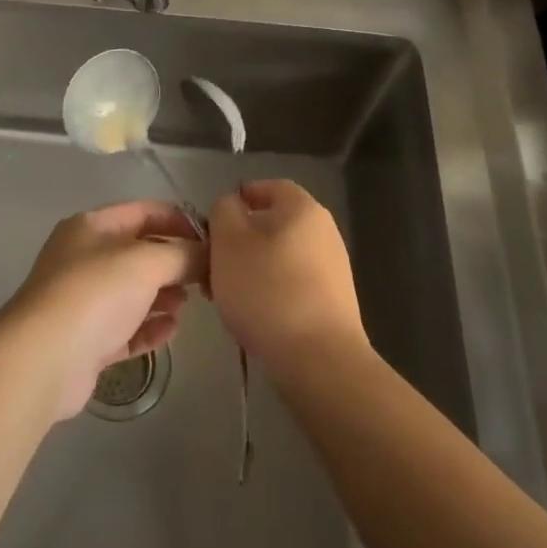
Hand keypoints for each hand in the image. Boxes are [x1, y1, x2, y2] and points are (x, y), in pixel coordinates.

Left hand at [4, 200, 206, 421]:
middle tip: (207, 278)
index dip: (180, 221)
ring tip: (186, 304)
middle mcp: (84, 258)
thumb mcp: (147, 262)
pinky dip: (148, 327)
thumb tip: (208, 255)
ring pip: (132, 292)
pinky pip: (125, 329)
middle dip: (173, 262)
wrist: (43, 359)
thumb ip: (184, 254)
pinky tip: (171, 330)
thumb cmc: (95, 294)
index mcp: (92, 227)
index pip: (144, 212)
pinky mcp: (85, 341)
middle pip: (139, 253)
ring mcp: (82, 301)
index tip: (213, 240)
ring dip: (163, 296)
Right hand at [206, 179, 367, 368]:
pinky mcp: (333, 304)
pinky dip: (270, 292)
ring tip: (225, 295)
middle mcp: (324, 232)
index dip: (241, 197)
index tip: (215, 221)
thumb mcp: (228, 241)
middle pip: (274, 225)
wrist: (319, 360)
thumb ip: (223, 212)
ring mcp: (333, 270)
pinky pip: (293, 285)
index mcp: (303, 209)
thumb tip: (232, 206)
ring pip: (280, 257)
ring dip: (251, 269)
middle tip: (212, 263)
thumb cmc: (267, 290)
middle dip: (240, 240)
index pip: (271, 187)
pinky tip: (252, 316)